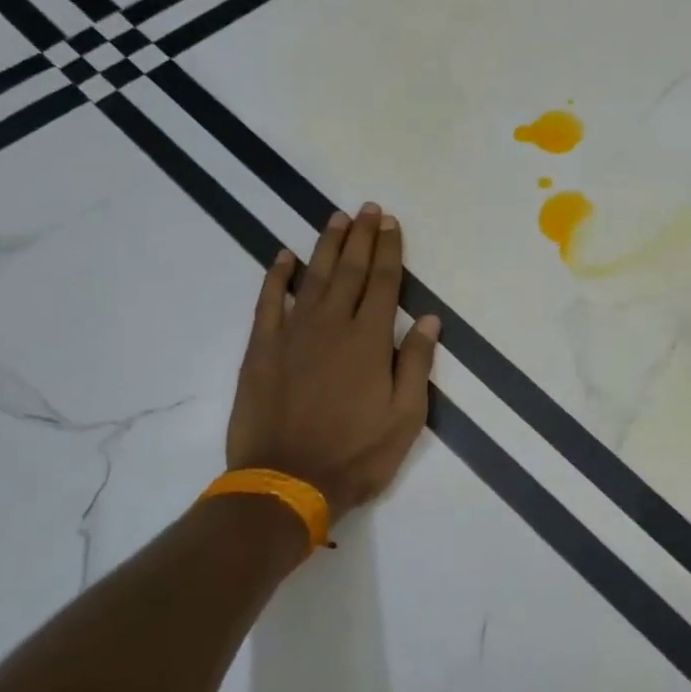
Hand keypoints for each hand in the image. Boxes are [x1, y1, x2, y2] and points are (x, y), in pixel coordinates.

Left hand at [227, 203, 440, 521]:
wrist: (287, 482)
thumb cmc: (357, 454)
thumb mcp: (406, 417)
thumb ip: (415, 364)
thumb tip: (428, 320)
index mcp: (370, 340)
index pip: (385, 283)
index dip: (390, 250)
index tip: (391, 223)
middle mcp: (333, 325)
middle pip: (351, 271)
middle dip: (362, 237)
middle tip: (368, 209)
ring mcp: (293, 334)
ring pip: (313, 277)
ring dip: (327, 246)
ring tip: (337, 219)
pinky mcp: (262, 349)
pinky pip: (269, 302)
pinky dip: (277, 277)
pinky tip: (284, 256)